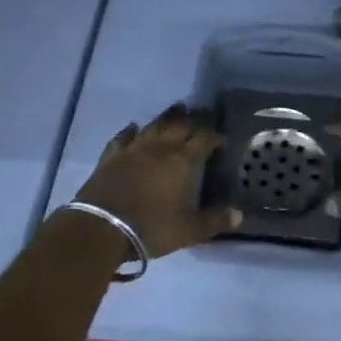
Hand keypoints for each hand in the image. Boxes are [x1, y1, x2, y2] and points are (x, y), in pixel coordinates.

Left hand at [73, 104, 240, 258]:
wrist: (101, 228)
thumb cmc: (152, 228)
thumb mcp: (189, 230)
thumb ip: (215, 221)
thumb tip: (239, 215)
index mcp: (183, 160)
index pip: (205, 138)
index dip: (215, 137)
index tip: (222, 141)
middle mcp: (160, 147)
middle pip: (180, 125)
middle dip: (194, 120)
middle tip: (203, 117)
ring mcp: (133, 148)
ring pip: (154, 125)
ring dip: (168, 117)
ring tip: (177, 110)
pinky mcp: (111, 156)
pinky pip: (124, 136)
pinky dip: (132, 130)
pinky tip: (135, 127)